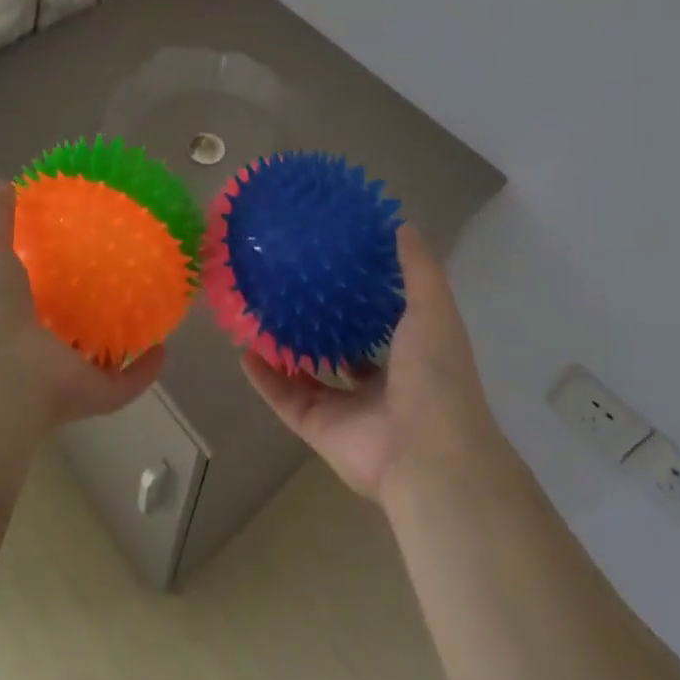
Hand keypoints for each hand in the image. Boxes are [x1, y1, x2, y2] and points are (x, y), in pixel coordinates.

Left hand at [0, 182, 165, 429]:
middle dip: (86, 308)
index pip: (30, 294)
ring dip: (116, 341)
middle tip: (119, 275)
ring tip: (146, 307)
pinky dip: (143, 372)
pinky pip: (122, 385)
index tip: (74, 247)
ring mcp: (62, 374)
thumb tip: (1, 184)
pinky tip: (163, 348)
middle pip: (65, 328)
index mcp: (10, 313)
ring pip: (94, 358)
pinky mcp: (90, 394)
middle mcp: (35, 346)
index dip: (47, 274)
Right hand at [240, 223, 504, 504]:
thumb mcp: (433, 309)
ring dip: (285, 349)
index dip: (360, 295)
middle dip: (320, 322)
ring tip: (259, 313)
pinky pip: (285, 398)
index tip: (335, 261)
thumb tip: (402, 224)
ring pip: (309, 374)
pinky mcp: (318, 428)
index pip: (382, 322)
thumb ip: (418, 269)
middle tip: (288, 285)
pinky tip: (243, 350)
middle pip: (342, 348)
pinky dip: (264, 378)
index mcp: (409, 356)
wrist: (428, 456)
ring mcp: (347, 408)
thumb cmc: (436, 375)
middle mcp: (378, 383)